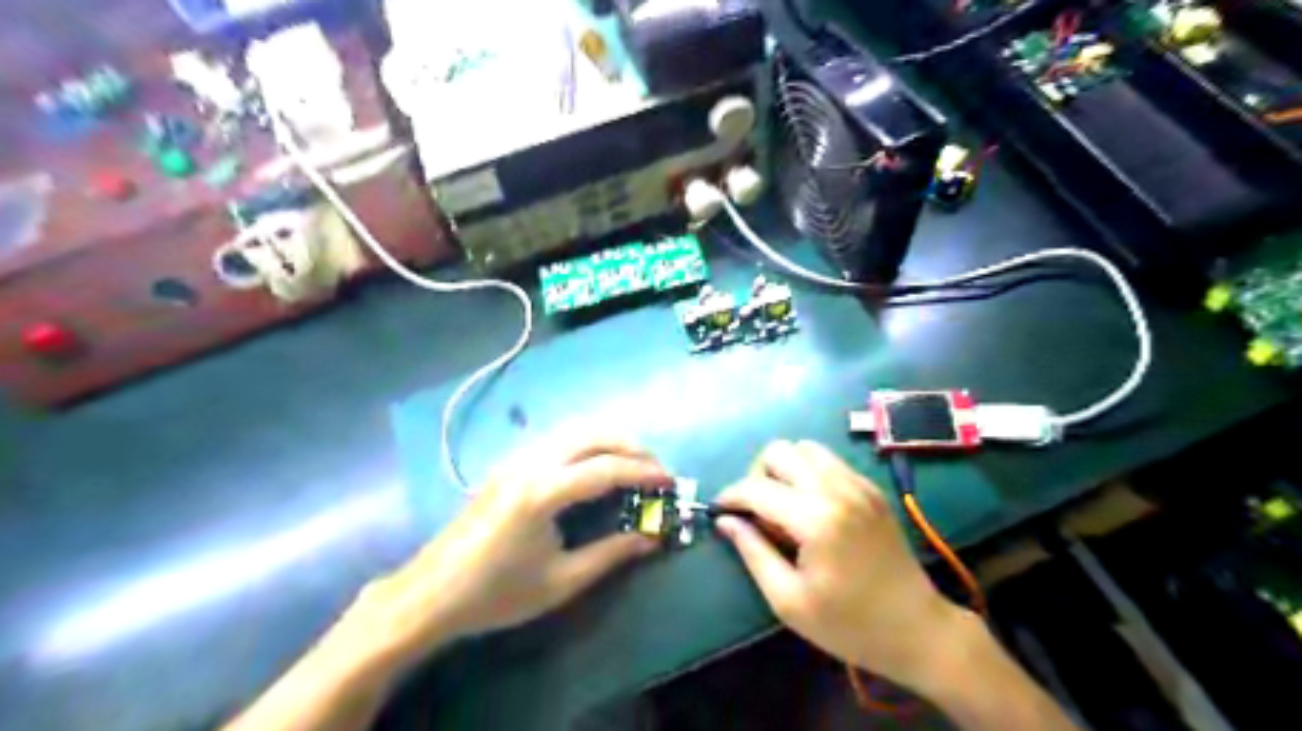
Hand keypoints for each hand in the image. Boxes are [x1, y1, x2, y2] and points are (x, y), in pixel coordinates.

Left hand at [345, 440, 671, 662]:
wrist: (431, 593)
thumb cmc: (497, 593)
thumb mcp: (561, 581)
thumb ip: (611, 554)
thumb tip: (653, 539)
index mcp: (543, 492)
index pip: (607, 469)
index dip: (644, 472)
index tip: (670, 482)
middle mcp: (530, 463)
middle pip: (592, 435)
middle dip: (630, 446)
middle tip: (655, 468)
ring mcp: (515, 459)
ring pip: (572, 430)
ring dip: (607, 439)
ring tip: (631, 462)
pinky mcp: (507, 464)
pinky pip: (556, 438)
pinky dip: (585, 442)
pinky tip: (593, 464)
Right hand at [710, 440, 965, 690]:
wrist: (917, 629)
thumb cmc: (849, 625)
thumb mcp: (789, 601)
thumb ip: (752, 552)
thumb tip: (724, 521)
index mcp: (816, 519)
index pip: (756, 488)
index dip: (730, 496)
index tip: (719, 512)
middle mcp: (837, 489)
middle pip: (780, 451)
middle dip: (757, 475)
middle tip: (756, 511)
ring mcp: (858, 485)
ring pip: (805, 448)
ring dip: (784, 469)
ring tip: (783, 505)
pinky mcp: (871, 488)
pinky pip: (829, 461)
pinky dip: (809, 472)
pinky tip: (810, 506)